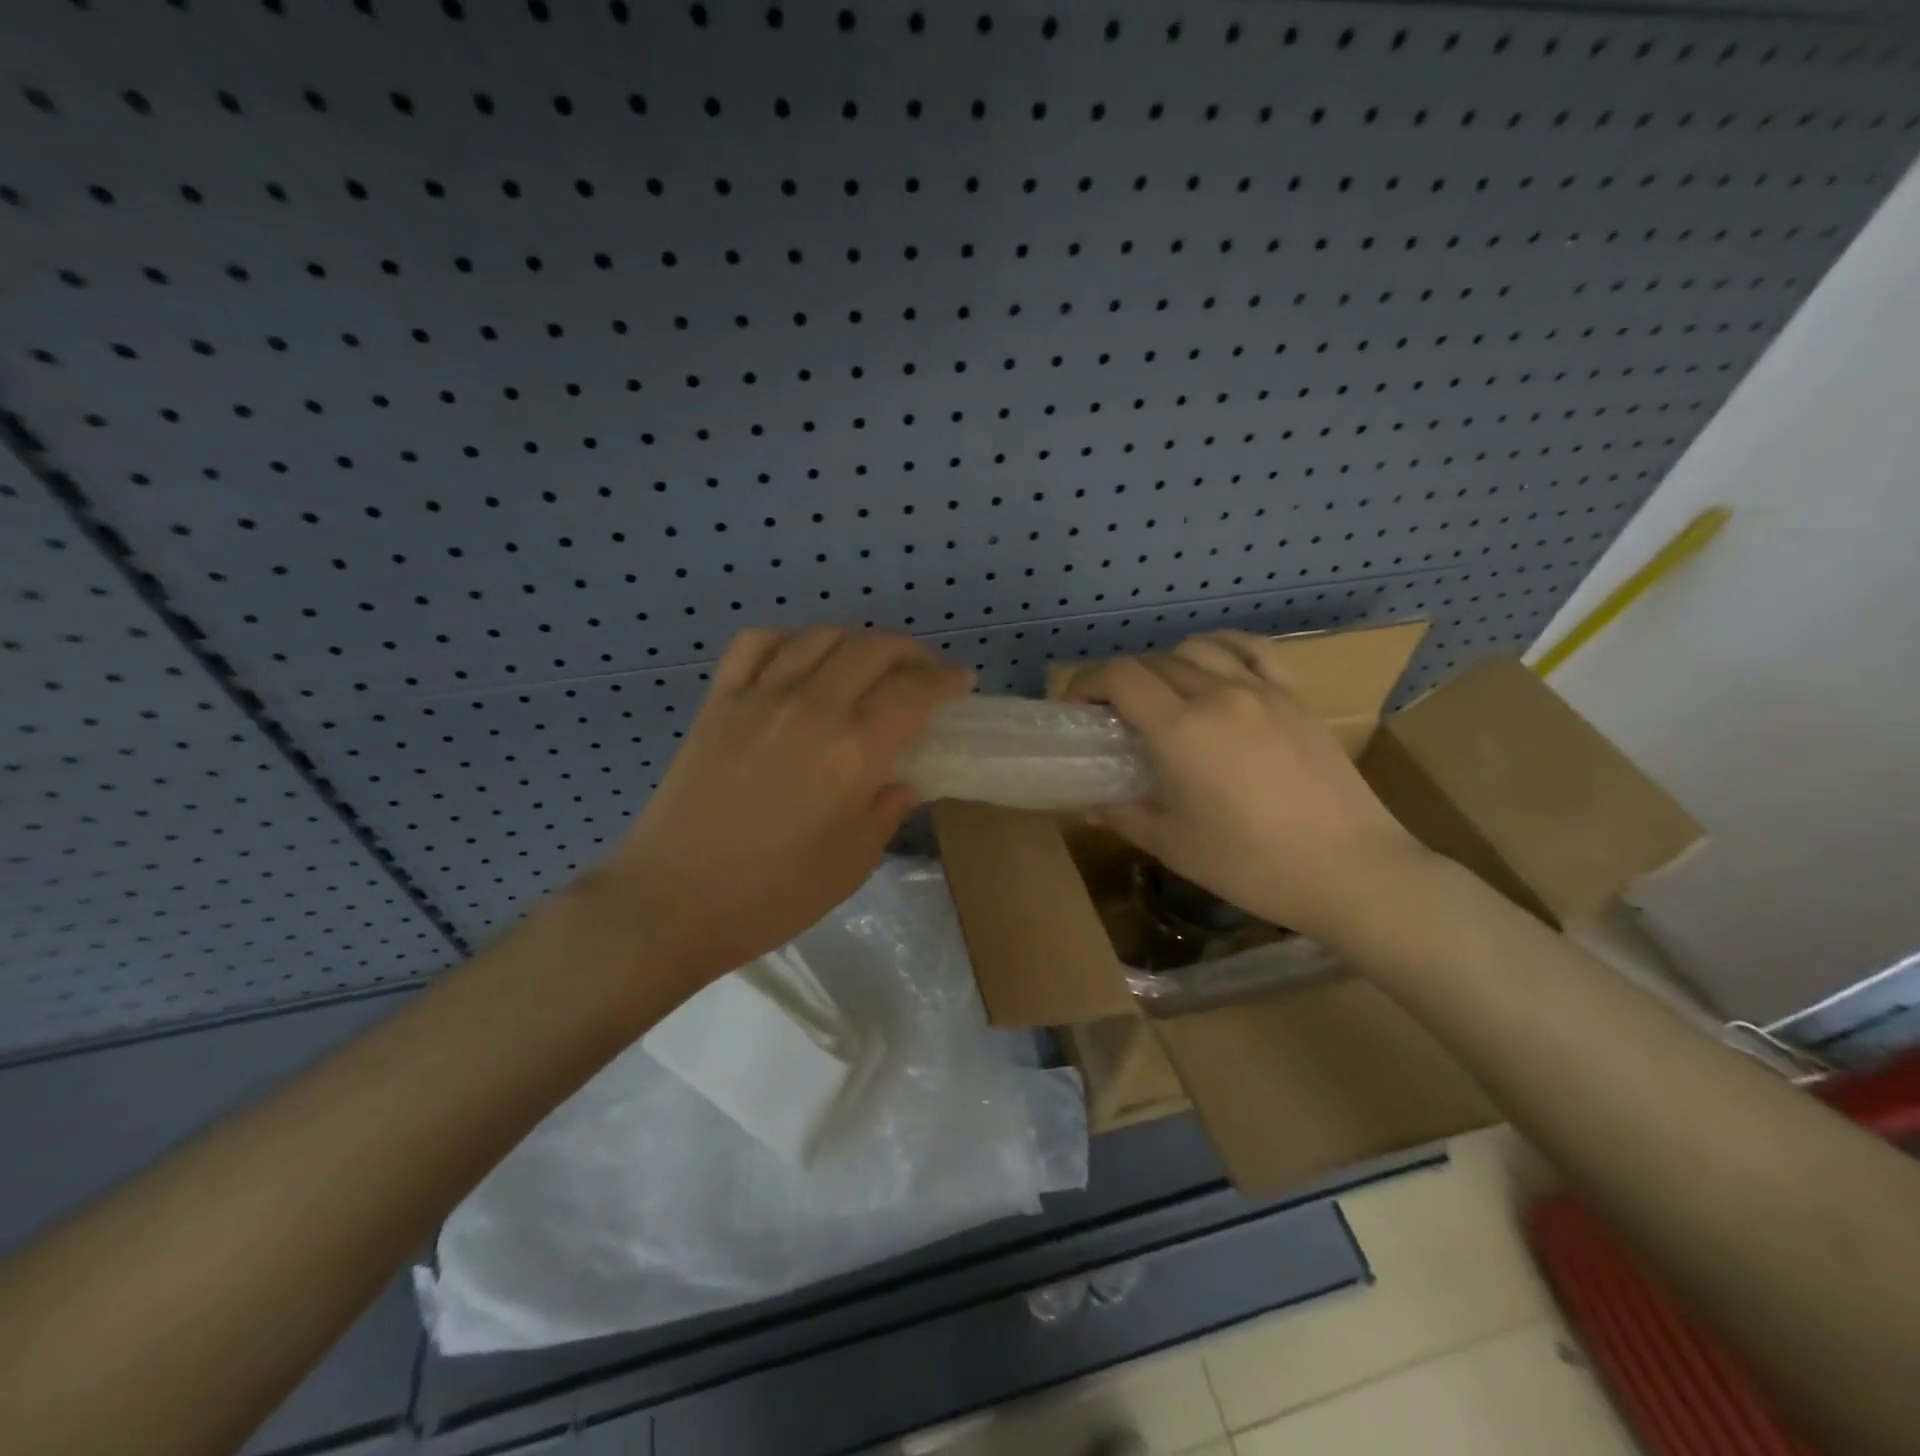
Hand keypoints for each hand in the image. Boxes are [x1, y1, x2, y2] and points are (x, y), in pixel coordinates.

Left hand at [585, 627, 971, 985]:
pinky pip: (757, 643)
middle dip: (911, 653)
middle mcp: (812, 707)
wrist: (672, 902)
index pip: (914, 692)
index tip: (961, 682)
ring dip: (857, 641)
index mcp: (853, 751)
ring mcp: (760, 697)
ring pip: (821, 636)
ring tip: (869, 664)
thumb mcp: (852, 863)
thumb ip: (886, 811)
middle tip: (924, 672)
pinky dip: (789, 638)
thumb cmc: (772, 895)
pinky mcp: (719, 700)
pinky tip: (800, 658)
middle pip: (873, 649)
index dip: (945, 680)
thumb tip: (903, 781)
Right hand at [1063, 631, 1428, 941]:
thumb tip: (1089, 804)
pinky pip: (1253, 650)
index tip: (1077, 710)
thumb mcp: (1174, 845)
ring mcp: (1263, 690)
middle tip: (1114, 718)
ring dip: (1166, 665)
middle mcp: (1218, 694)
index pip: (1120, 676)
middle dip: (1121, 682)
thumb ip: (1124, 815)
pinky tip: (1215, 668)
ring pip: (1198, 649)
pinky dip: (1222, 649)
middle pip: (1153, 662)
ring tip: (1163, 698)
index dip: (1086, 684)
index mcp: (1181, 729)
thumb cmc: (1251, 865)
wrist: (1351, 870)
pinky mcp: (1296, 697)